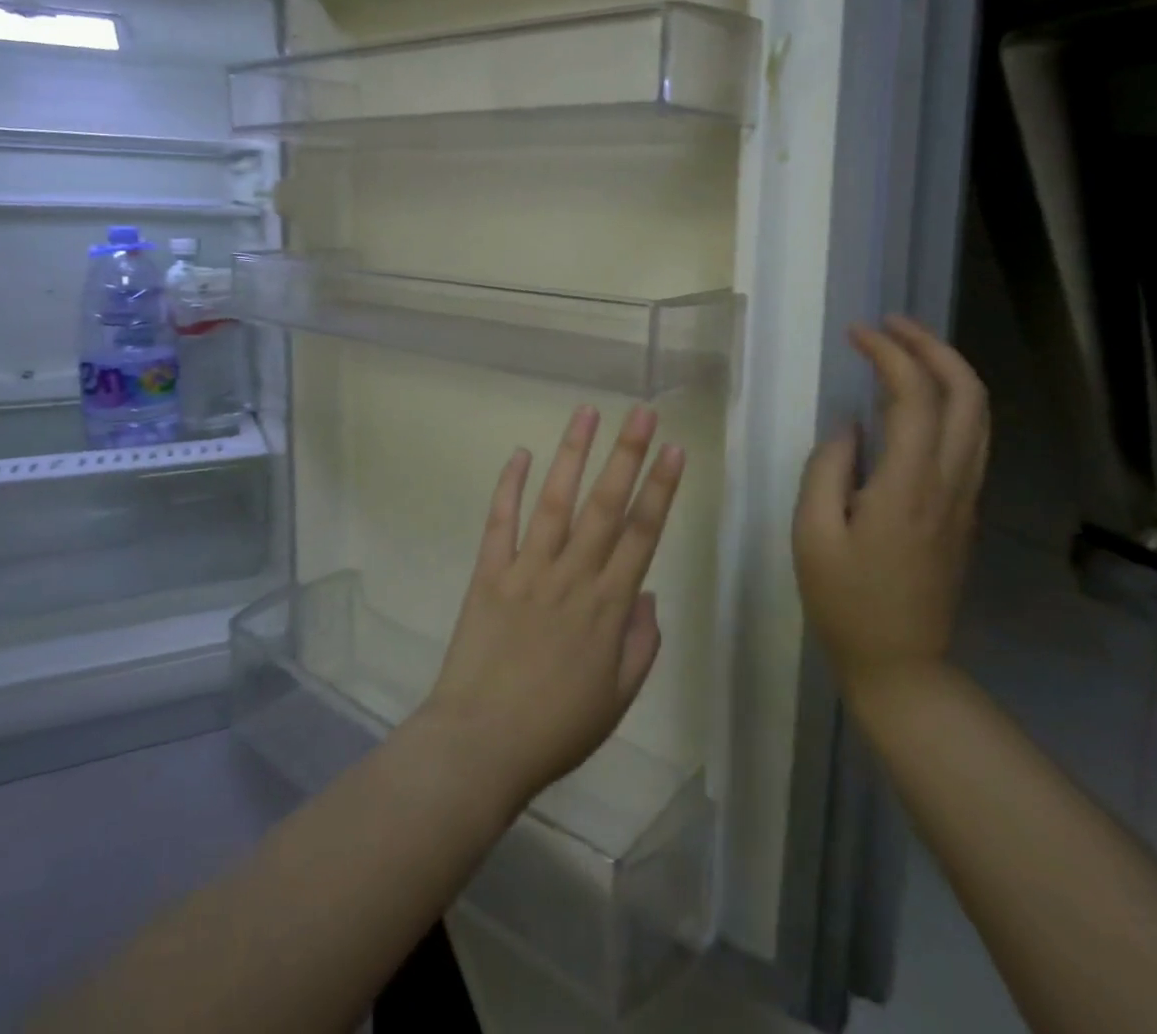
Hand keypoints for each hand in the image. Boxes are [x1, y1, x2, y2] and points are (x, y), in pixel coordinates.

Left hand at [414, 403, 684, 817]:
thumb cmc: (557, 728)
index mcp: (608, 605)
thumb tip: (647, 593)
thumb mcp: (618, 698)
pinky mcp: (489, 573)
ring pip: (555, 501)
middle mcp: (572, 575)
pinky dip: (509, 486)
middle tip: (642, 412)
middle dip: (627, 454)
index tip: (674, 449)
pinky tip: (520, 454)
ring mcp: (527, 570)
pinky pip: (501, 522)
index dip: (661, 488)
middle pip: (605, 505)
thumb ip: (642, 643)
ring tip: (586, 412)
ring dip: (572, 453)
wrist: (481, 745)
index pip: (642, 533)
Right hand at [793, 318, 989, 695]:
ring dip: (948, 370)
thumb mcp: (811, 534)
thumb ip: (827, 469)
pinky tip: (915, 400)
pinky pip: (971, 438)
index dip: (889, 354)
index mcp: (909, 486)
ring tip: (905, 349)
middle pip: (968, 394)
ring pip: (979, 414)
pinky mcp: (964, 510)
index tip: (856, 333)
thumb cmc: (845, 601)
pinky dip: (950, 400)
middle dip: (933, 346)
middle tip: (891, 326)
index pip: (914, 396)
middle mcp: (950, 482)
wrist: (901, 664)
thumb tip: (851, 427)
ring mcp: (965, 497)